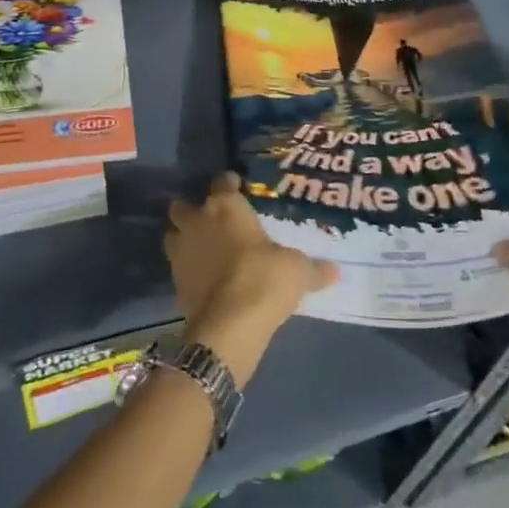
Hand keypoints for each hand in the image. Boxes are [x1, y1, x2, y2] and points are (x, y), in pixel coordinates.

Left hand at [166, 174, 337, 386]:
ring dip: (184, 238)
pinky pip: (178, 267)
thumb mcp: (297, 271)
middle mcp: (198, 222)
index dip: (229, 184)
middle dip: (194, 210)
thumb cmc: (265, 279)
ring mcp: (181, 252)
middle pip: (183, 206)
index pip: (222, 182)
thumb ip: (313, 268)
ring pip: (173, 235)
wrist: (230, 325)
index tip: (237, 188)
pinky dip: (188, 270)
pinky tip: (205, 279)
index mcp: (225, 207)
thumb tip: (334, 272)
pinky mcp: (174, 282)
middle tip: (213, 220)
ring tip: (203, 248)